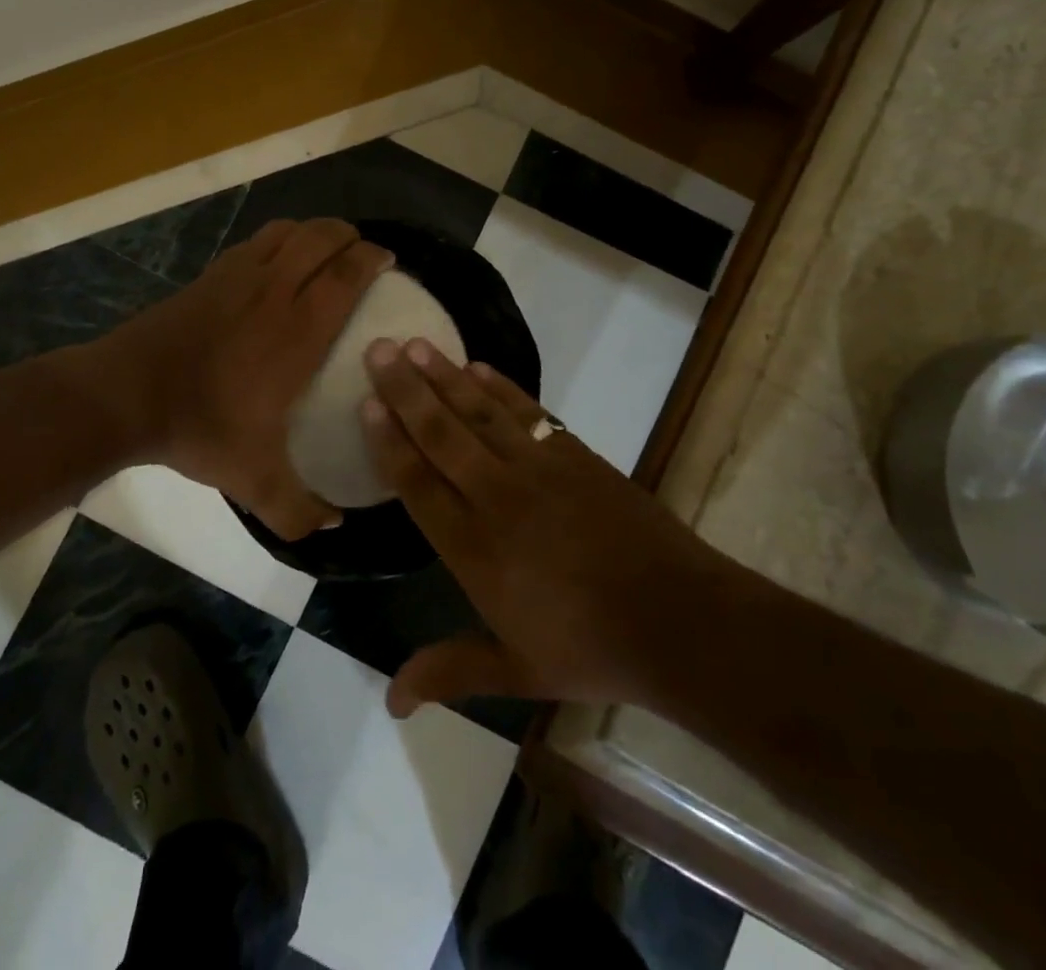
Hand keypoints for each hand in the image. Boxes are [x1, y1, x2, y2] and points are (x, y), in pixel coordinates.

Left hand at [107, 218, 392, 538]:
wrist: (126, 394)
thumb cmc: (200, 427)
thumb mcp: (254, 480)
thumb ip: (298, 509)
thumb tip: (334, 525)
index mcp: (298, 330)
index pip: (347, 274)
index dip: (373, 259)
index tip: (389, 261)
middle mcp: (274, 290)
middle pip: (322, 237)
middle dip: (350, 236)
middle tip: (362, 255)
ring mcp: (238, 276)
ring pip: (288, 231)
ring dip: (315, 232)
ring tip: (326, 251)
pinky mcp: (210, 274)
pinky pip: (257, 241)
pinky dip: (279, 239)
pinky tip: (277, 262)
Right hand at [360, 338, 731, 716]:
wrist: (678, 620)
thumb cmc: (589, 648)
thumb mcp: (515, 669)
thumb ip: (450, 670)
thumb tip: (390, 701)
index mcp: (474, 548)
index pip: (418, 484)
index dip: (389, 441)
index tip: (367, 403)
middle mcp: (496, 497)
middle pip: (440, 434)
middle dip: (405, 389)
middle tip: (377, 348)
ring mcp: (537, 470)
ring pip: (479, 413)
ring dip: (445, 376)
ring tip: (416, 343)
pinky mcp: (573, 455)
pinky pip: (526, 412)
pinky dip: (500, 386)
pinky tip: (477, 367)